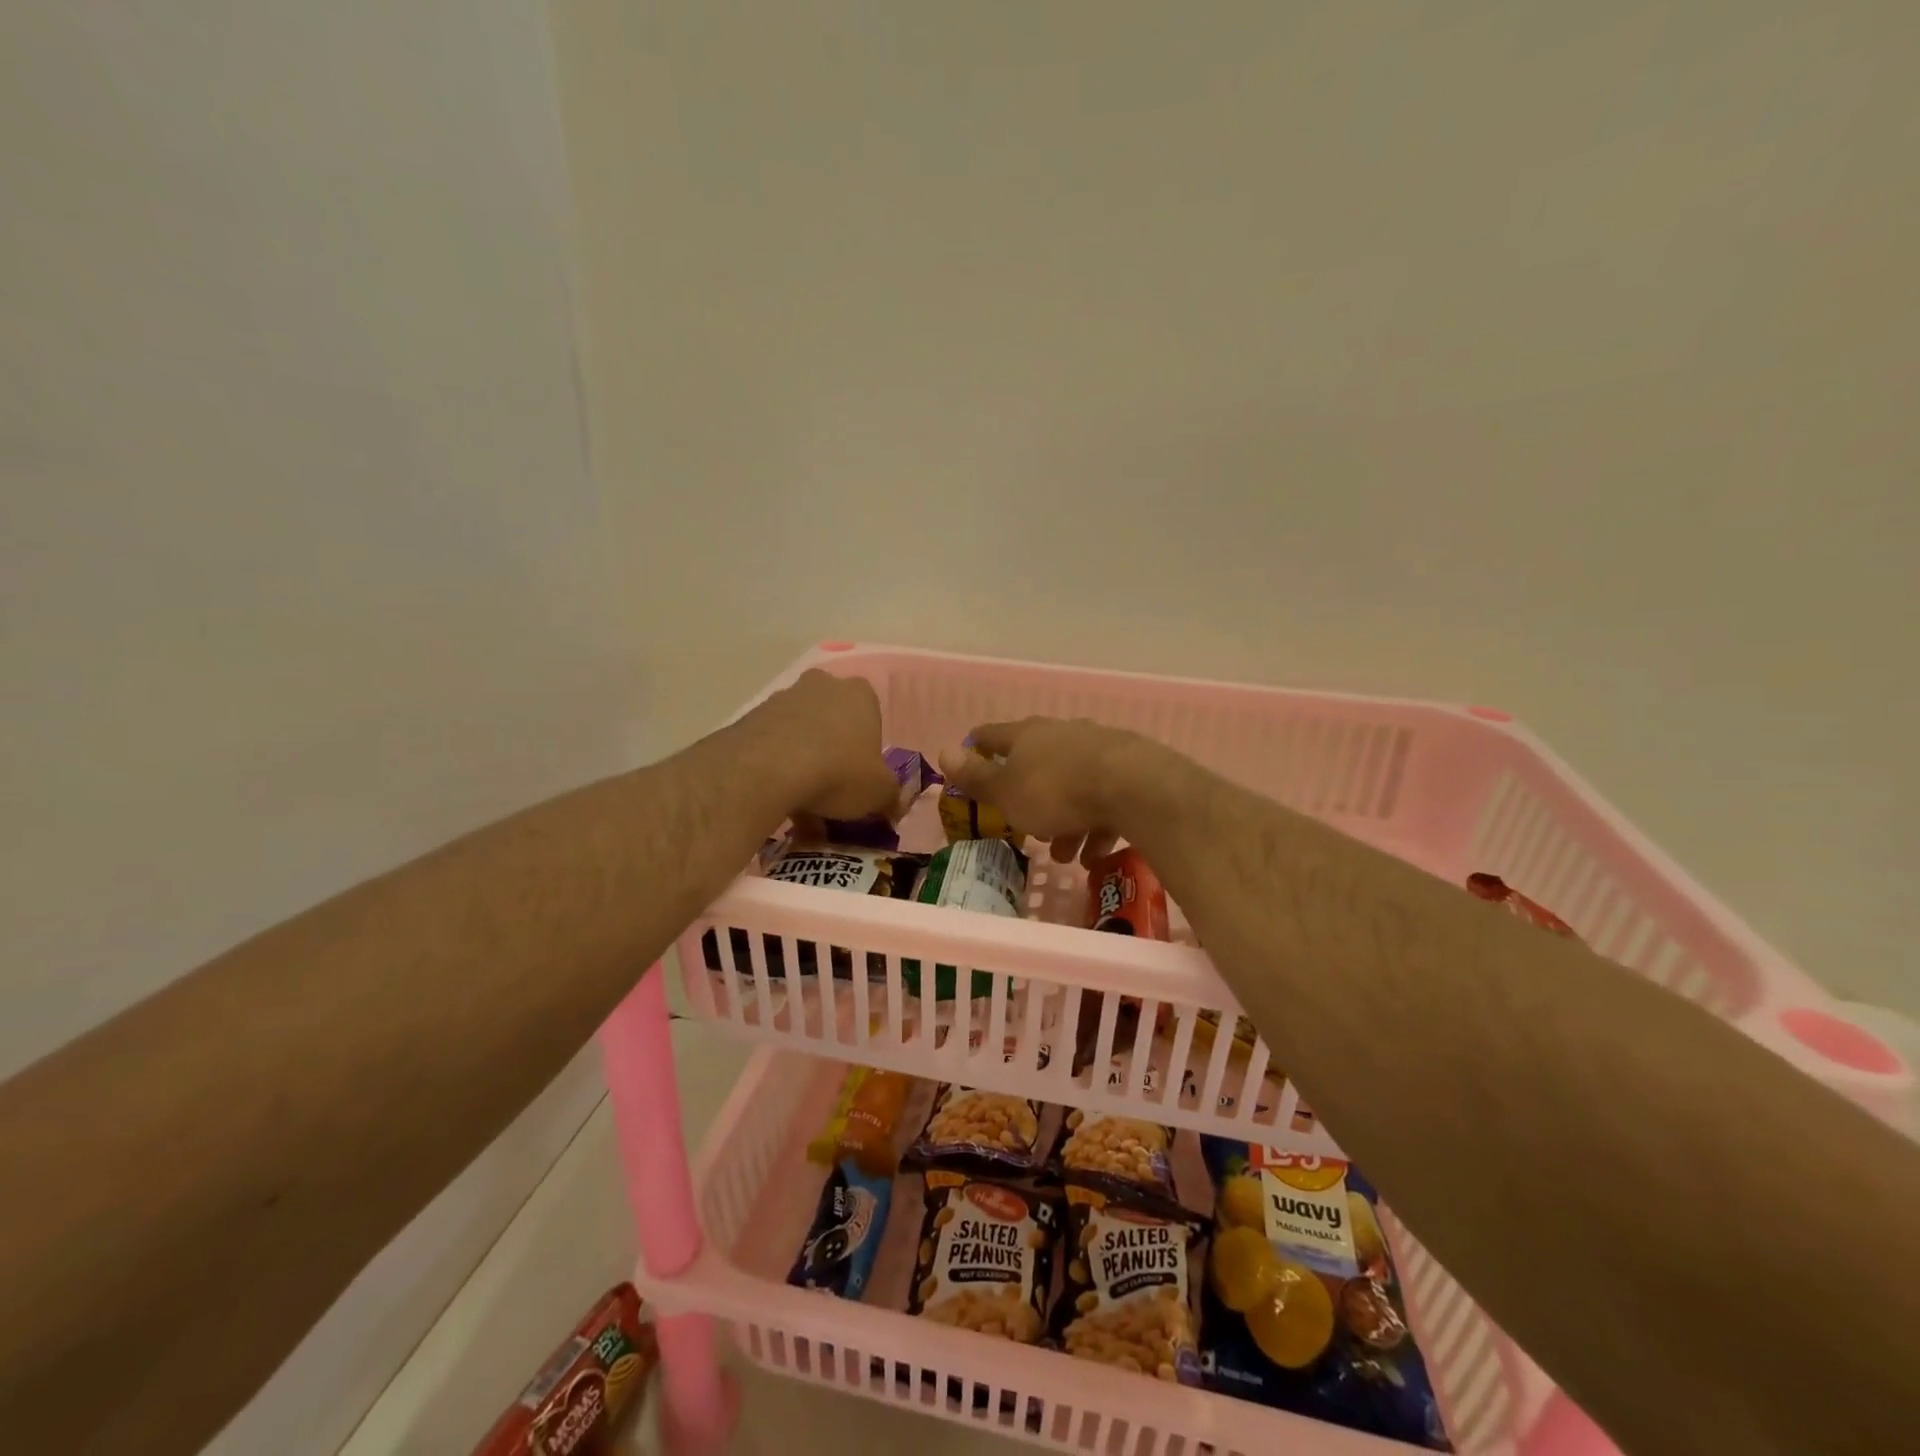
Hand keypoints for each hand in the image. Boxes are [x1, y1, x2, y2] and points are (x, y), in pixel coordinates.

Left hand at [751, 670, 901, 820]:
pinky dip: (777, 768)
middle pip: (833, 720)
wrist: (768, 769)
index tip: (861, 777)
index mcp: (860, 694)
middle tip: (833, 789)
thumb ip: (891, 797)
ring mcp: (783, 697)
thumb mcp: (879, 792)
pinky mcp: (751, 717)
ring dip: (804, 762)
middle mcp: (823, 686)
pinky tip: (778, 798)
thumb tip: (893, 806)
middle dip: (834, 751)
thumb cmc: (840, 772)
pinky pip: (772, 745)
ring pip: (801, 733)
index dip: (868, 749)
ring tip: (802, 804)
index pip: (871, 716)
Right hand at [938, 718, 1145, 867]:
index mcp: (1026, 736)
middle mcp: (1061, 735)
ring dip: (1064, 821)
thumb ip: (977, 777)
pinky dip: (1094, 825)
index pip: (992, 735)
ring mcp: (1098, 749)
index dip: (976, 748)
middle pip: (1035, 764)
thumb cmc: (1057, 791)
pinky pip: (1102, 799)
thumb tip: (944, 751)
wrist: (1135, 787)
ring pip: (1071, 787)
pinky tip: (1095, 853)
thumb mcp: (1007, 792)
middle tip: (1026, 829)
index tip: (969, 760)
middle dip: (1028, 798)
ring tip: (1065, 856)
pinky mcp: (1128, 769)